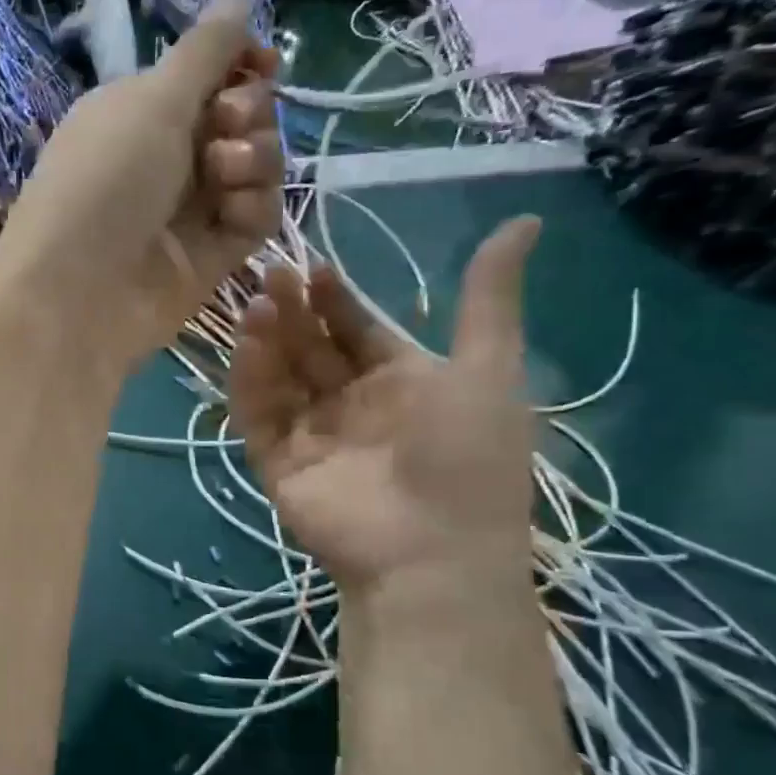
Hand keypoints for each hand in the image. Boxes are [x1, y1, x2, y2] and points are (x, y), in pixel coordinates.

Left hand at [0, 0, 283, 369]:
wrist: (79, 294)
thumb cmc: (103, 182)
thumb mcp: (152, 100)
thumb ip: (207, 48)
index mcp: (141, 109)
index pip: (210, 73)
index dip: (242, 63)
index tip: (261, 62)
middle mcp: (168, 155)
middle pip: (243, 115)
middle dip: (248, 110)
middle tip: (225, 125)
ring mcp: (191, 207)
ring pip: (258, 164)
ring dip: (255, 157)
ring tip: (224, 173)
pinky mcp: (213, 253)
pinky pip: (258, 215)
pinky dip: (254, 206)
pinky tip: (234, 212)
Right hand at [231, 218, 541, 592]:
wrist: (431, 555)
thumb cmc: (466, 458)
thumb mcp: (487, 370)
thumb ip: (489, 299)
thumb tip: (528, 219)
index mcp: (401, 382)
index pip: (356, 329)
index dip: (336, 298)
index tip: (316, 266)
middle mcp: (352, 405)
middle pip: (312, 347)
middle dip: (294, 310)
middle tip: (275, 274)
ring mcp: (313, 435)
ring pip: (280, 376)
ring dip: (267, 338)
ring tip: (258, 303)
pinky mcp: (278, 462)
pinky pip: (258, 415)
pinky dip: (249, 381)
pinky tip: (247, 345)